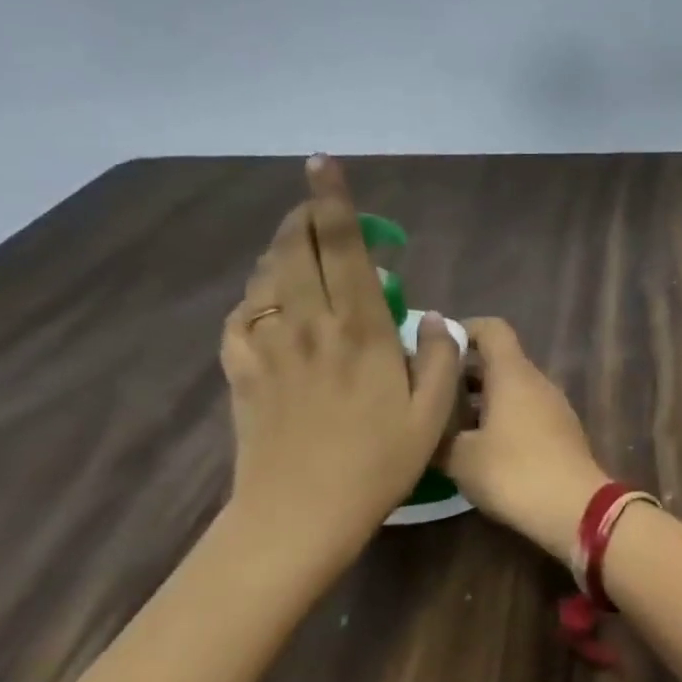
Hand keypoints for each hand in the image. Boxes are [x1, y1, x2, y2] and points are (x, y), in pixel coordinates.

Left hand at [218, 155, 461, 576]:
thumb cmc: (376, 465)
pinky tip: (268, 304)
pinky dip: (255, 298)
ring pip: (267, 277)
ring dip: (281, 251)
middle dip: (303, 216)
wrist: (298, 516)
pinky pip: (241, 318)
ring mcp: (269, 347)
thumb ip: (439, 356)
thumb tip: (434, 316)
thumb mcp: (431, 415)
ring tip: (299, 249)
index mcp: (360, 329)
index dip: (333, 202)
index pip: (344, 248)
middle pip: (296, 249)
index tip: (323, 165)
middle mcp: (310, 325)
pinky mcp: (243, 372)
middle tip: (316, 206)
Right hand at [442, 319, 608, 564]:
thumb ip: (438, 432)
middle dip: (464, 373)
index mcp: (513, 373)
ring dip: (481, 400)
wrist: (574, 508)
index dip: (463, 330)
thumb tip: (424, 422)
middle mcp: (537, 381)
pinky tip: (480, 448)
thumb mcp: (460, 456)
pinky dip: (501, 419)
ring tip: (448, 425)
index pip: (492, 329)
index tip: (435, 348)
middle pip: (500, 361)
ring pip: (512, 390)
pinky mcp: (561, 432)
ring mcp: (554, 406)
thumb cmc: (513, 472)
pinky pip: (526, 412)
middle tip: (430, 394)